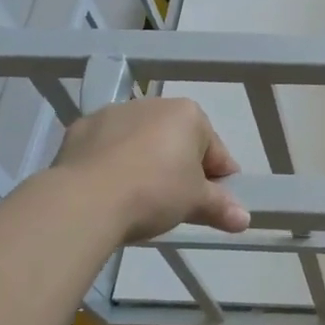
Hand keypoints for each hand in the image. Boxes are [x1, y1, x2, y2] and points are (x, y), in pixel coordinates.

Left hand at [50, 96, 248, 241]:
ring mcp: (112, 114)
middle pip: (177, 142)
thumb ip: (221, 207)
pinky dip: (112, 164)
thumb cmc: (154, 192)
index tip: (214, 204)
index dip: (219, 180)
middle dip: (179, 168)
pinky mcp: (80, 130)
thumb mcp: (196, 203)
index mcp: (188, 114)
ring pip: (140, 142)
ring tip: (138, 200)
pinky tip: (110, 191)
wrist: (85, 200)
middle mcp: (152, 104)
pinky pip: (106, 148)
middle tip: (176, 204)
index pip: (215, 151)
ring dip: (145, 164)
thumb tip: (245, 219)